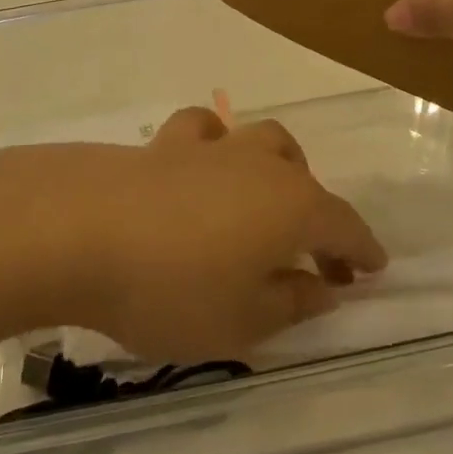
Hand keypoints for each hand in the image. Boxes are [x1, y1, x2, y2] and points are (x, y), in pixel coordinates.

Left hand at [0, 108, 386, 361]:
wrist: (78, 230)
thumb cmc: (171, 287)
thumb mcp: (241, 322)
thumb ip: (290, 303)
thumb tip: (322, 287)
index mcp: (293, 206)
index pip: (345, 226)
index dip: (363, 251)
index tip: (374, 271)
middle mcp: (262, 164)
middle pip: (308, 181)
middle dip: (320, 217)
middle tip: (314, 258)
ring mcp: (213, 148)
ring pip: (264, 142)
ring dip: (278, 170)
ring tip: (266, 202)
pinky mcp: (166, 144)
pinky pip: (205, 132)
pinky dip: (215, 146)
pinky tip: (203, 165)